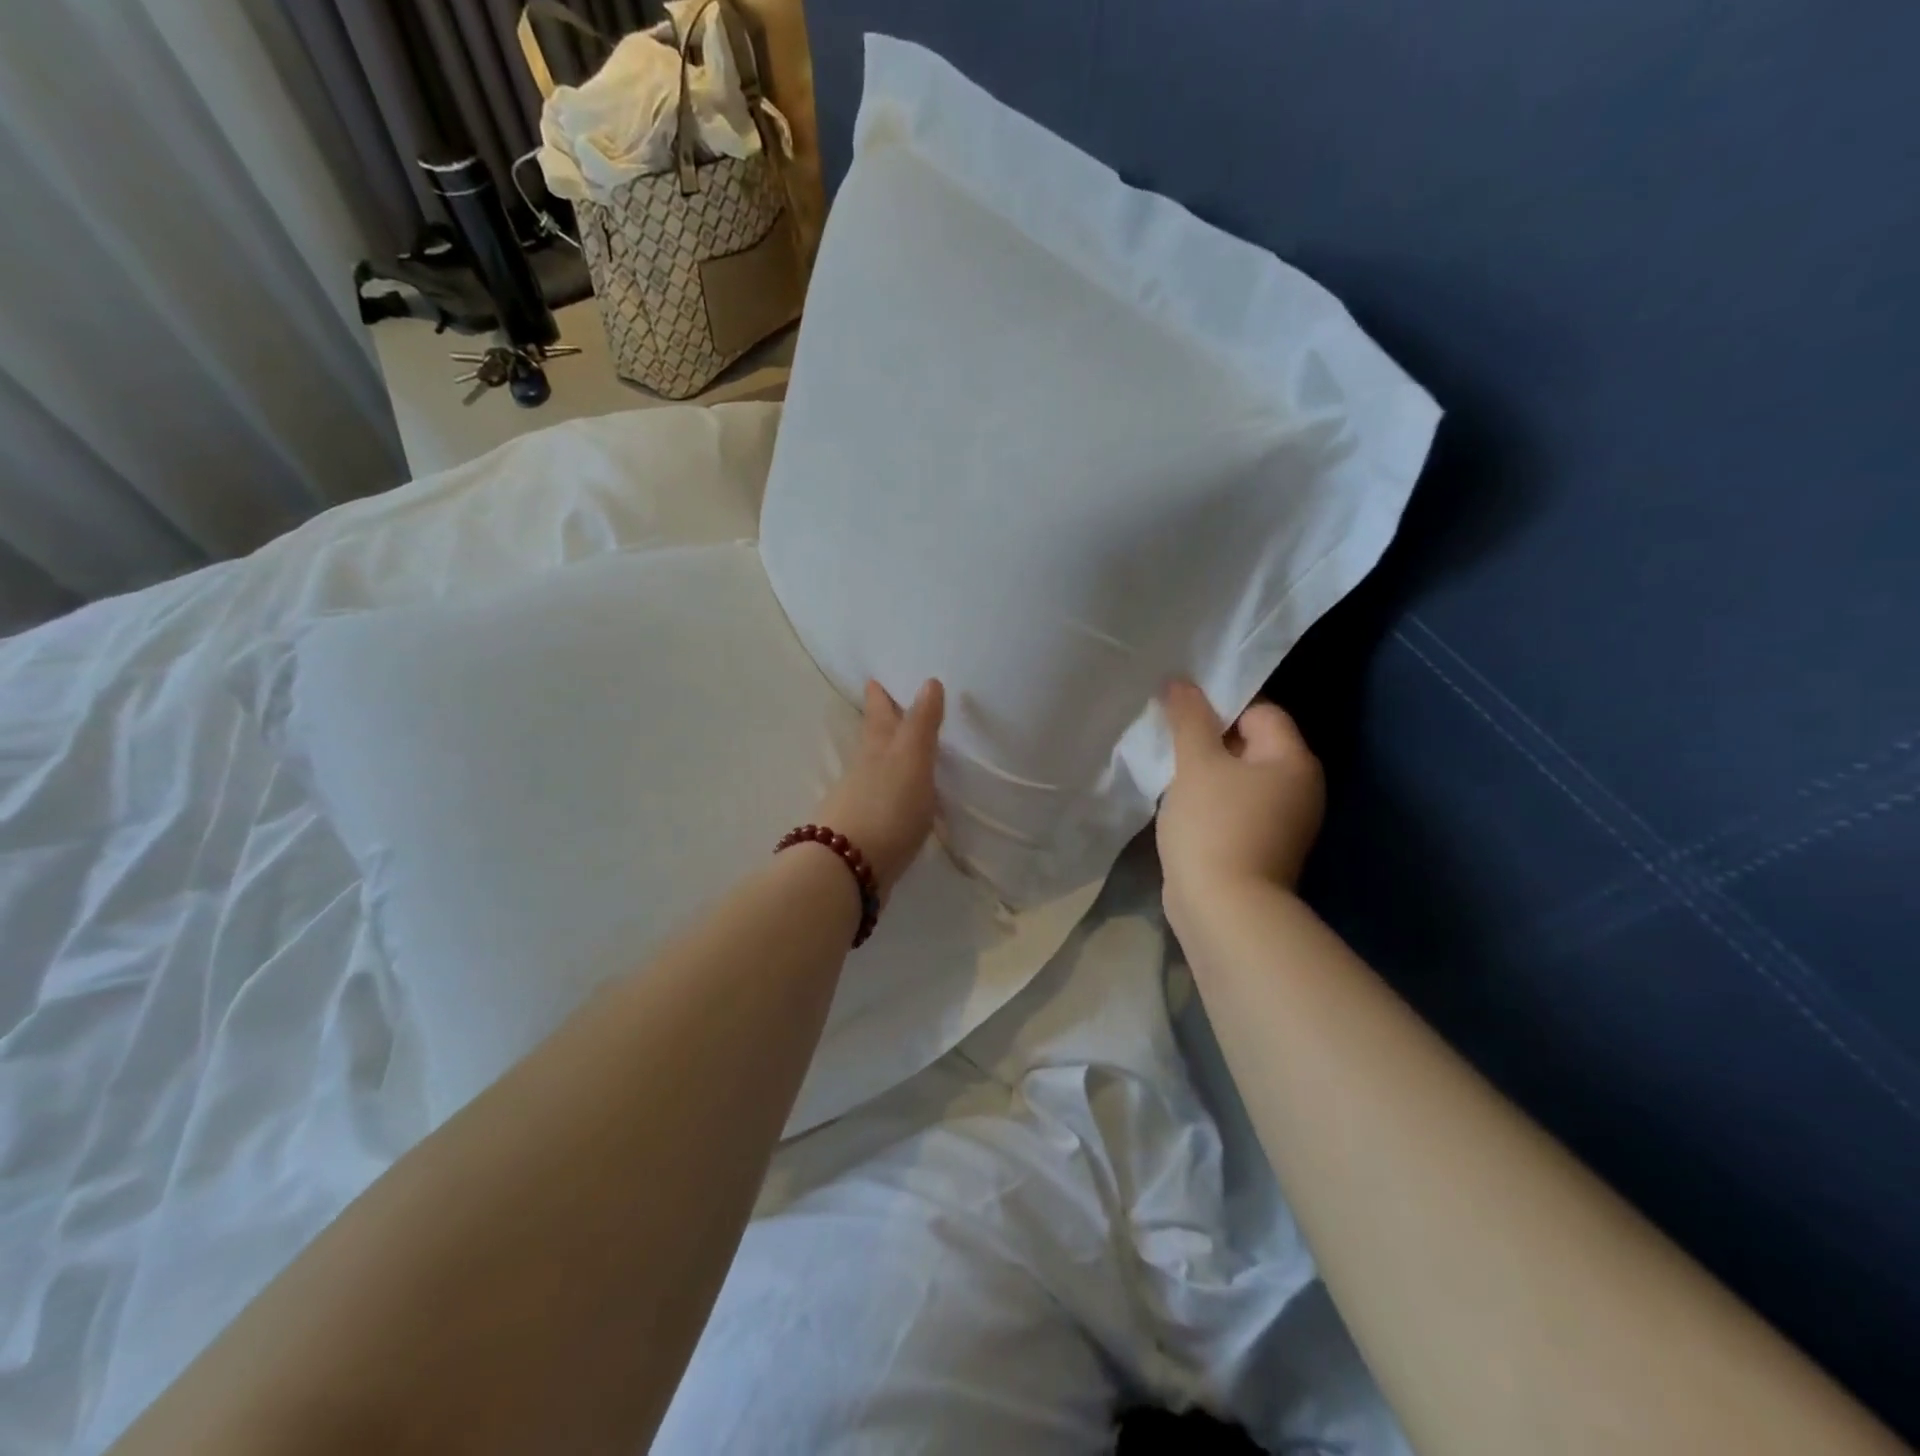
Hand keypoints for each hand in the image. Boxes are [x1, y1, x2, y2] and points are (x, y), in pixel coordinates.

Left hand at [813, 679, 944, 897]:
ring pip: (871, 773)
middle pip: (871, 742)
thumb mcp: (910, 759)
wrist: (848, 868)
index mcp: (877, 750)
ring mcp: (859, 805)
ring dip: (882, 761)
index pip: (879, 716)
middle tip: (880, 706)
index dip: (879, 698)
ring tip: (897, 755)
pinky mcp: (863, 836)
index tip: (873, 680)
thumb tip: (929, 681)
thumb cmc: (886, 806)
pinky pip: (877, 804)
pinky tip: (896, 804)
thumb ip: (921, 724)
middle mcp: (863, 772)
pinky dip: (886, 797)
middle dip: (877, 725)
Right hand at [1157, 679, 1324, 919]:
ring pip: (1239, 778)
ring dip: (1206, 772)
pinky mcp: (1262, 846)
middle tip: (1169, 739)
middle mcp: (1299, 787)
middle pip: (1250, 744)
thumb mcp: (1196, 763)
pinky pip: (1235, 807)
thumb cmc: (1214, 825)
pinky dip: (1211, 801)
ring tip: (1169, 770)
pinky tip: (1180, 805)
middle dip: (1208, 739)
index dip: (1220, 706)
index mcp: (1294, 760)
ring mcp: (1283, 821)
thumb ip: (1189, 718)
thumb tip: (1181, 682)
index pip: (1261, 711)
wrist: (1224, 910)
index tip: (1180, 713)